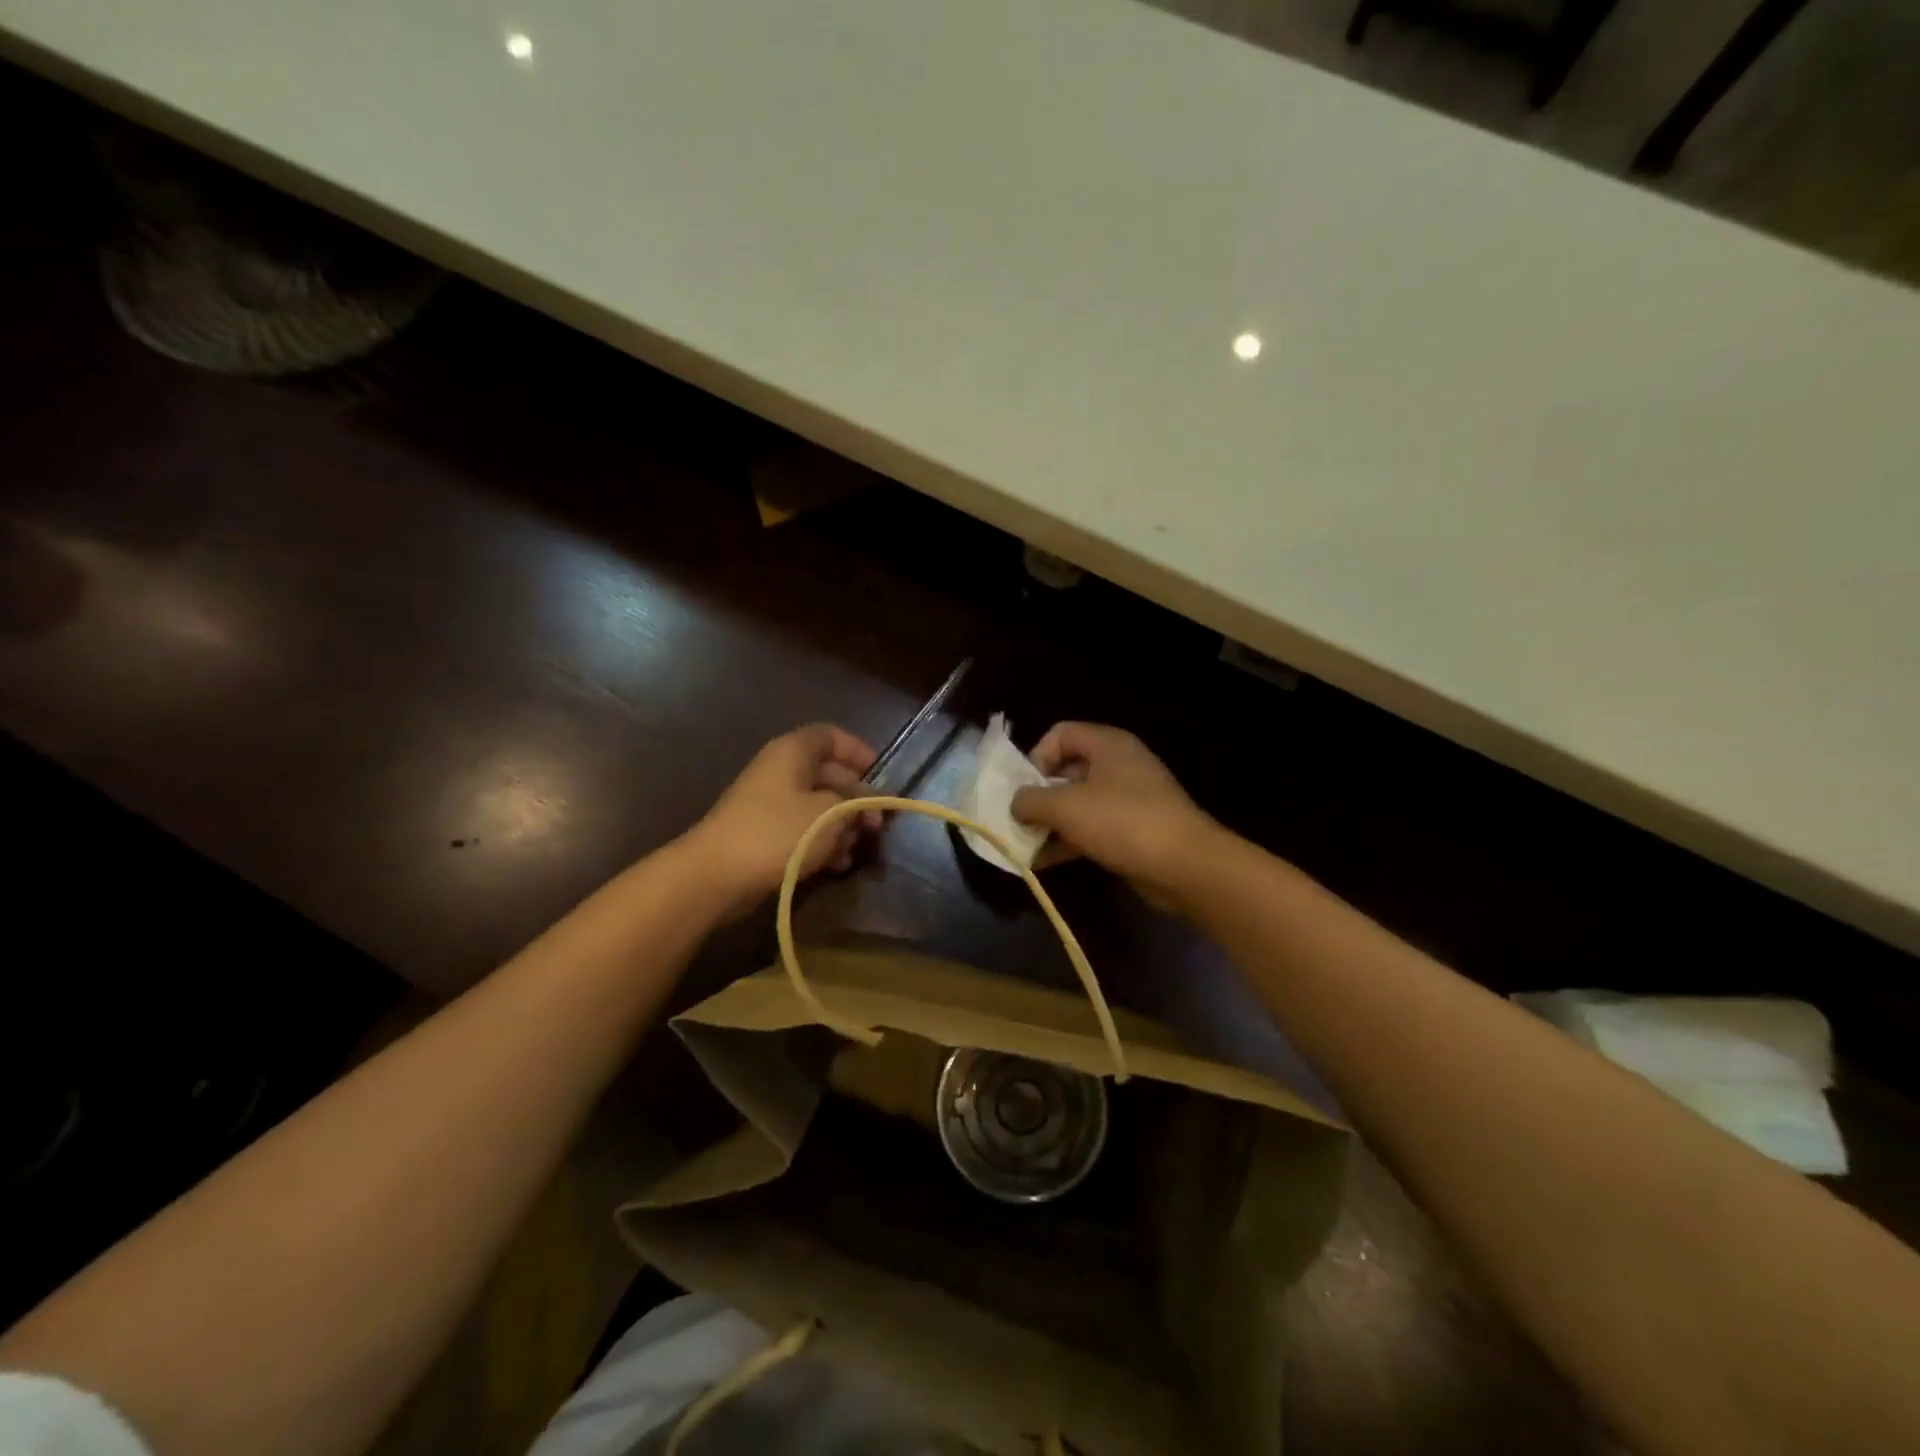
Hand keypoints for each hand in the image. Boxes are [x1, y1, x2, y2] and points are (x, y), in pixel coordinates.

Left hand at [686, 724, 878, 914]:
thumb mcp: (830, 814)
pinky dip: (823, 842)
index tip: (881, 776)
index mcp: (793, 752)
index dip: (859, 751)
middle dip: (856, 798)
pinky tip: (838, 863)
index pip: (831, 736)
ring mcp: (770, 803)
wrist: (716, 875)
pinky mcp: (764, 833)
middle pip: (829, 774)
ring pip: (818, 805)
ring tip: (857, 848)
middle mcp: (781, 770)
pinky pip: (803, 829)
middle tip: (877, 824)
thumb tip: (871, 804)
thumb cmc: (779, 833)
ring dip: (842, 825)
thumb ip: (857, 804)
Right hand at [1011, 722, 1219, 912]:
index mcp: (1108, 745)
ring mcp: (1129, 799)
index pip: (1061, 734)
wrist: (1186, 866)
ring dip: (1050, 822)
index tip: (1025, 788)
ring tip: (1025, 845)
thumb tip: (1016, 804)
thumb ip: (1031, 801)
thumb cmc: (1123, 822)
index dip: (1036, 756)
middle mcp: (1119, 765)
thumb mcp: (1066, 807)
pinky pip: (1092, 828)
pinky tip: (1043, 862)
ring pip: (1078, 803)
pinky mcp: (1134, 830)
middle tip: (1019, 820)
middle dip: (1039, 795)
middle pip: (1067, 770)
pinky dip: (1068, 841)